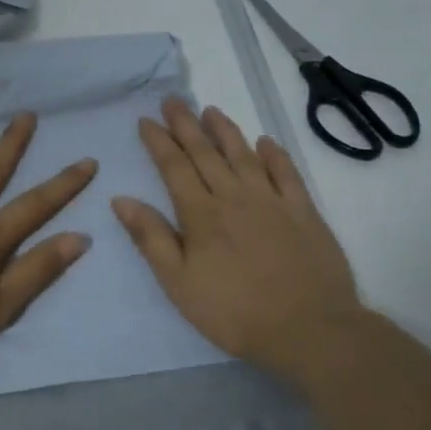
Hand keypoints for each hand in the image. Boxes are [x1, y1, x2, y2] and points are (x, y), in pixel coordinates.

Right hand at [112, 99, 363, 378]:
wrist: (309, 329)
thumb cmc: (233, 312)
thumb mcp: (178, 283)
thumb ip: (151, 238)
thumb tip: (121, 199)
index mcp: (201, 215)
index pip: (174, 168)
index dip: (159, 142)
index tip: (146, 120)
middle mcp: (234, 197)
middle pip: (206, 154)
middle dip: (186, 125)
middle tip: (173, 100)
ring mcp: (272, 202)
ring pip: (244, 156)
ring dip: (226, 131)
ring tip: (211, 110)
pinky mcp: (304, 213)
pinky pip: (287, 174)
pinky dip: (274, 155)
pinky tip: (265, 142)